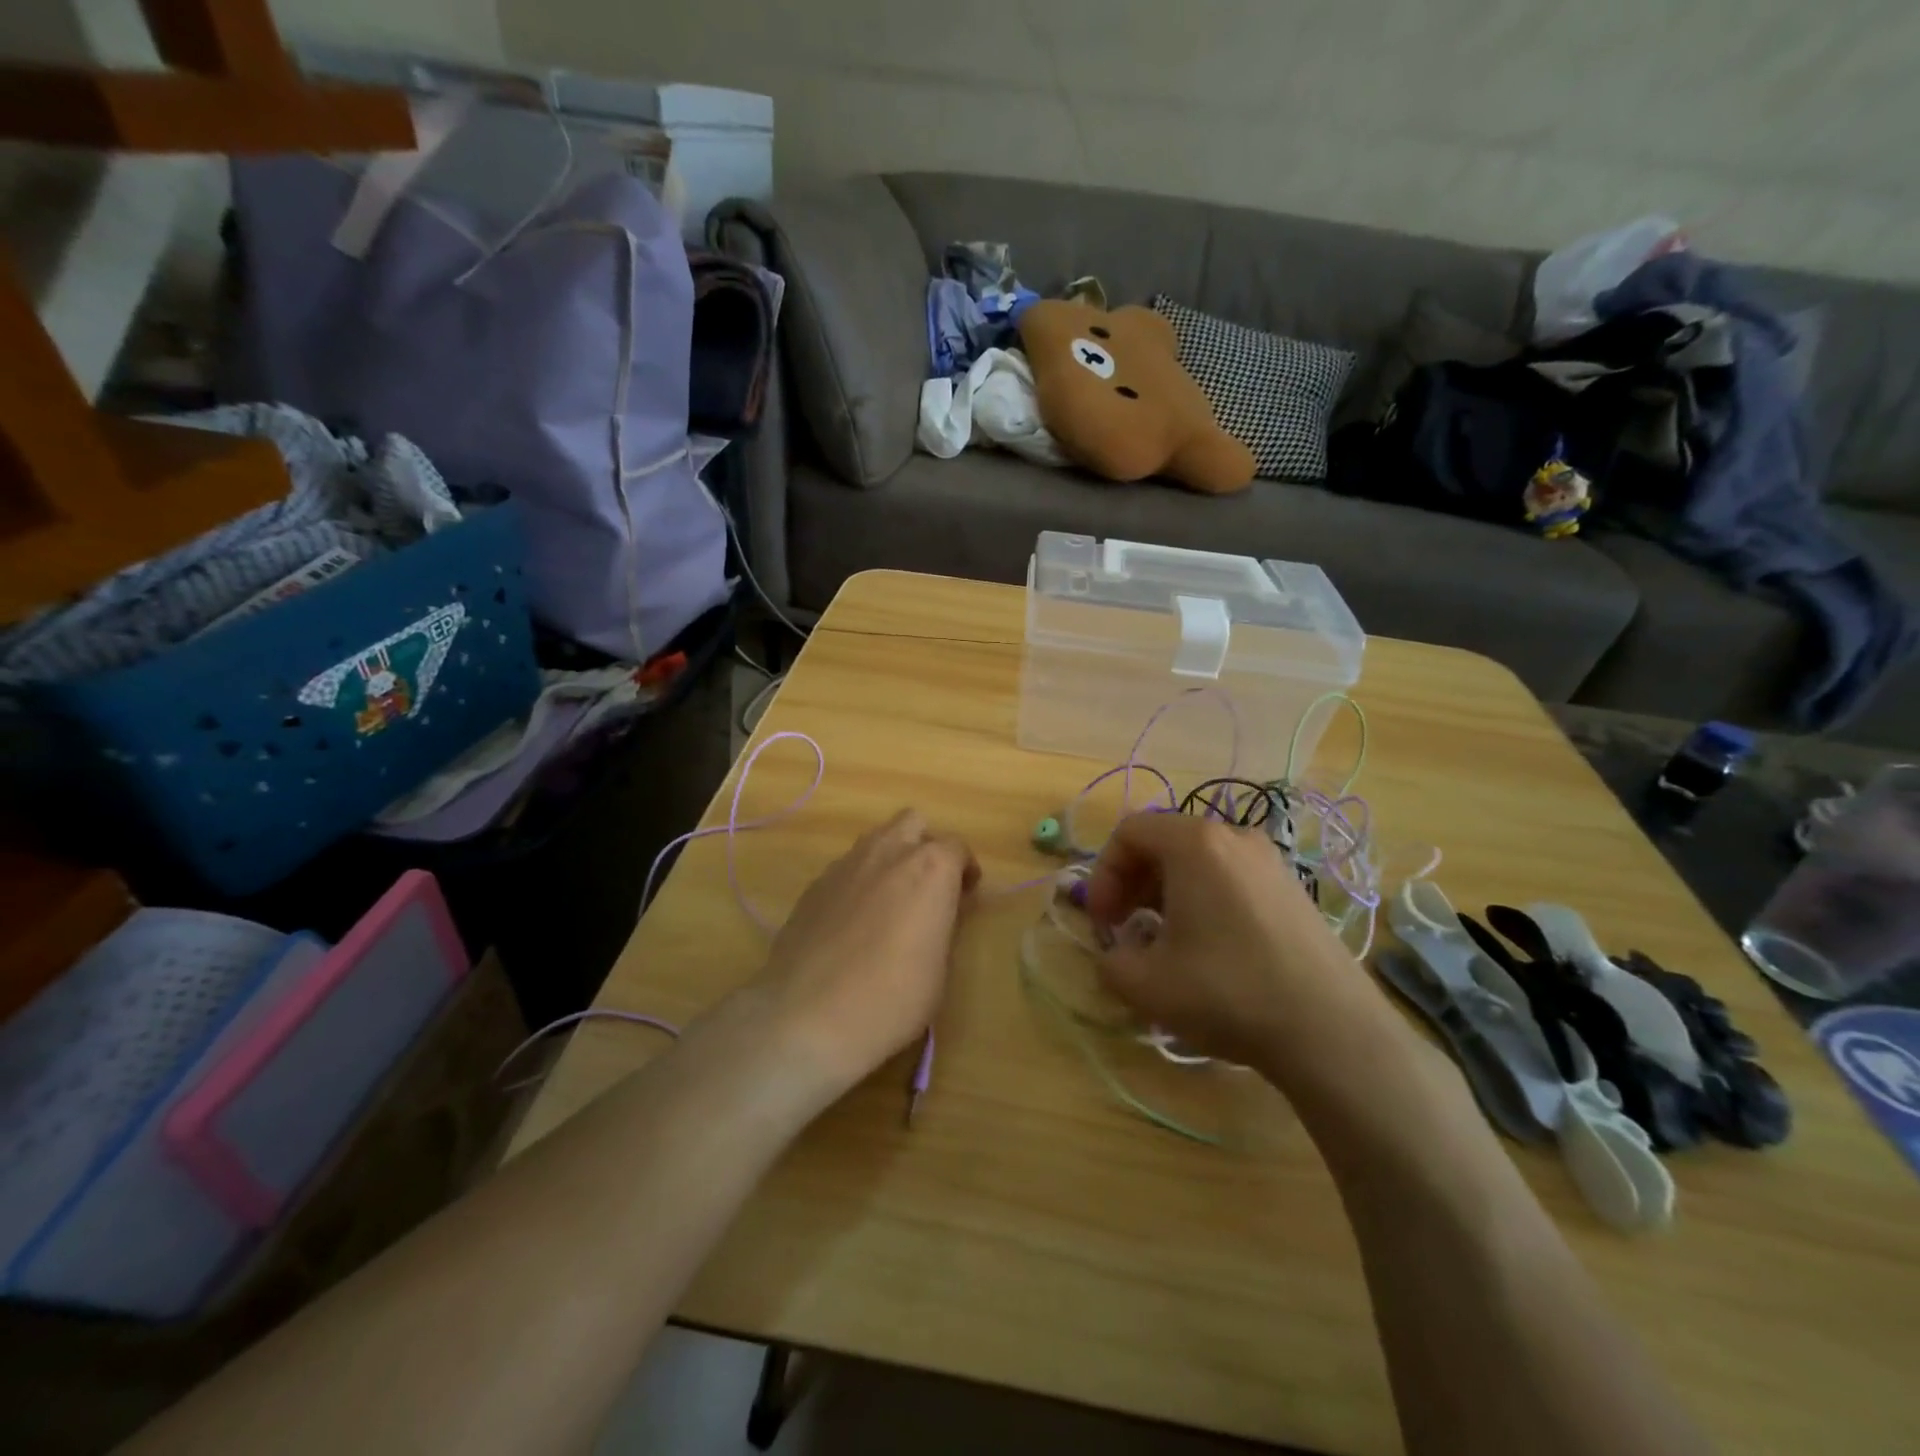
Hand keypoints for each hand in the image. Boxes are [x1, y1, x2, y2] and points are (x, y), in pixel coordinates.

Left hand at [748, 809, 978, 1095]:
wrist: (808, 1016)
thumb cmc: (892, 997)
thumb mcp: (939, 967)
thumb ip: (943, 923)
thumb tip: (939, 909)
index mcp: (930, 867)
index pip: (957, 847)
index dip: (965, 870)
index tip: (965, 896)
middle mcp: (888, 852)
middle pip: (913, 823)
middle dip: (925, 845)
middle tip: (928, 885)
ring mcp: (845, 864)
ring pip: (876, 840)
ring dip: (890, 858)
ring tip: (890, 900)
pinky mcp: (814, 885)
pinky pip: (846, 868)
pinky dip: (859, 882)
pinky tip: (854, 921)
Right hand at [1085, 811, 1394, 1080]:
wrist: (1331, 1030)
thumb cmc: (1227, 992)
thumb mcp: (1145, 984)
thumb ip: (1109, 961)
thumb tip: (1116, 955)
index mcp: (1195, 844)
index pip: (1129, 831)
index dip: (1103, 874)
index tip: (1103, 922)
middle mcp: (1234, 837)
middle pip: (1164, 842)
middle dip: (1132, 883)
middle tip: (1125, 928)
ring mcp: (1270, 862)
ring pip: (1198, 861)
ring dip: (1166, 893)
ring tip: (1163, 941)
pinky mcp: (1292, 889)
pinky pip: (1229, 878)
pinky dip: (1203, 900)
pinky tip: (1207, 947)